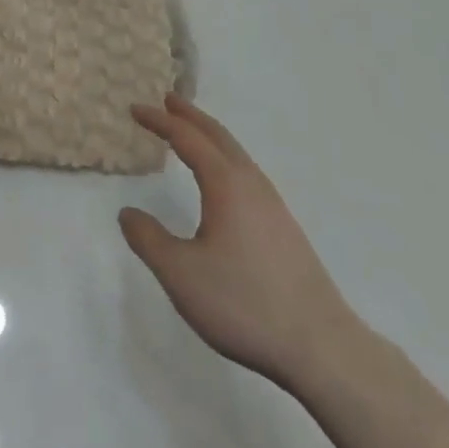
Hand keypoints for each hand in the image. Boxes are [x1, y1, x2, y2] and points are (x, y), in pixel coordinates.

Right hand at [120, 94, 359, 390]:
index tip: (135, 109)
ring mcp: (273, 205)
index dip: (159, 121)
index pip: (186, 138)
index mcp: (225, 183)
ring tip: (192, 133)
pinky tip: (224, 183)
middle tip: (168, 100)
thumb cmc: (245, 303)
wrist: (321, 347)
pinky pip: (247, 172)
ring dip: (210, 136)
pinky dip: (225, 158)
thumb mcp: (181, 275)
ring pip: (236, 153)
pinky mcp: (285, 228)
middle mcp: (250, 183)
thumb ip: (149, 240)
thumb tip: (127, 212)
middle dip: (190, 116)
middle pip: (217, 135)